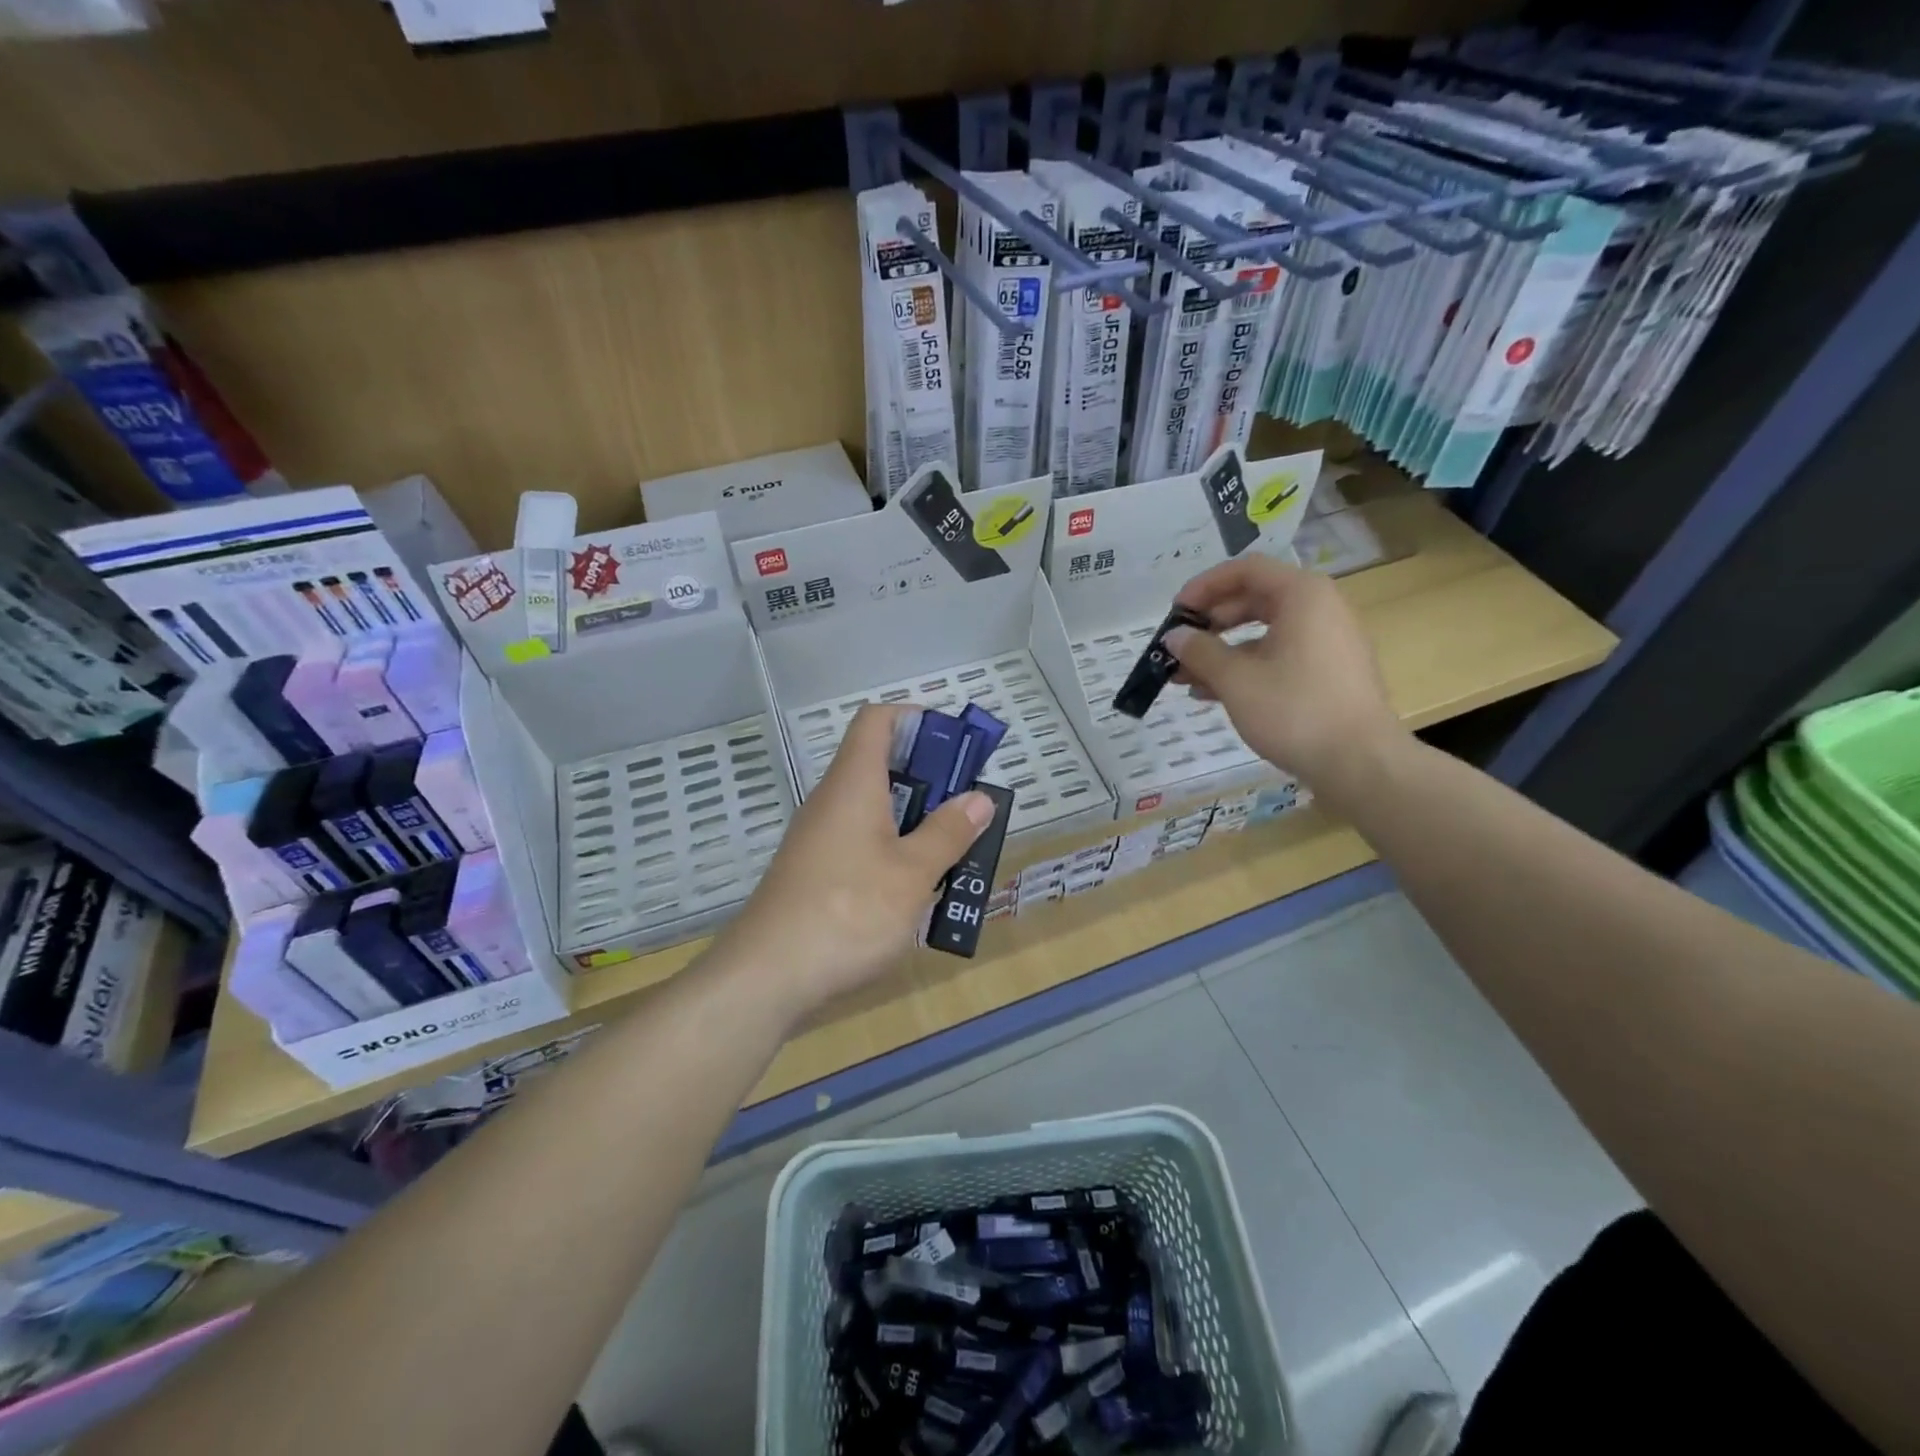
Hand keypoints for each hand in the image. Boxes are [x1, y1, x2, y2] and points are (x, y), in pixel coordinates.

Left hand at [711, 704, 992, 1019]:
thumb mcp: (912, 874)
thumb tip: (978, 798)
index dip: (917, 718)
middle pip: (880, 765)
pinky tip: (917, 888)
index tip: (956, 744)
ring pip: (874, 809)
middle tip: (969, 808)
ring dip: (916, 821)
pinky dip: (894, 850)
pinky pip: (861, 843)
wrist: (766, 977)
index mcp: (854, 784)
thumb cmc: (848, 912)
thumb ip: (948, 833)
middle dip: (930, 778)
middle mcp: (832, 801)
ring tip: (956, 851)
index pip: (877, 720)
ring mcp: (819, 839)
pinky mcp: (815, 873)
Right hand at [1165, 555, 1406, 799]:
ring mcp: (1328, 642)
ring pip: (1265, 633)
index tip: (1176, 613)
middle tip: (1179, 646)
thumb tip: (1174, 636)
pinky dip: (1247, 667)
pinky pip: (1280, 656)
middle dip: (1210, 624)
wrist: (1360, 762)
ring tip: (1187, 678)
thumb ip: (1200, 652)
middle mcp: (1320, 608)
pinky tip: (1216, 695)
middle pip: (1254, 599)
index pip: (1245, 570)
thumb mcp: (1236, 680)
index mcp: (1302, 595)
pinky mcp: (1330, 672)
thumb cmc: (1295, 710)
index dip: (1204, 586)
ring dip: (1223, 651)